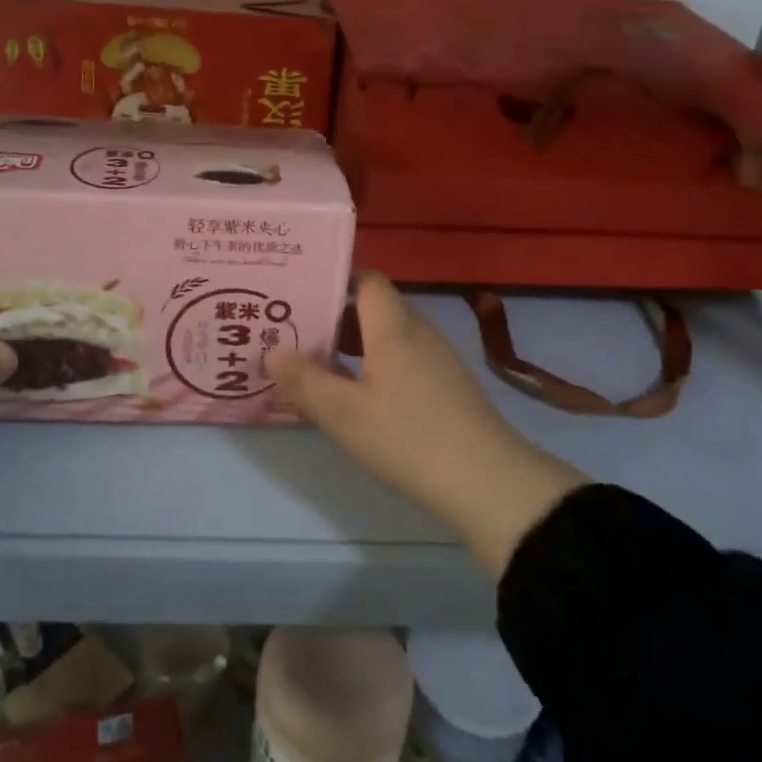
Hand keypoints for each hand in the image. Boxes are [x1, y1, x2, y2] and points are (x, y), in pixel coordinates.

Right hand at [266, 274, 588, 577]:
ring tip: (317, 360)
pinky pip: (405, 360)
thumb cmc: (409, 438)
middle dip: (337, 314)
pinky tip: (359, 394)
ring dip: (356, 343)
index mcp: (394, 328)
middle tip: (296, 328)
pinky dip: (377, 365)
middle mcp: (419, 333)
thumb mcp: (344, 414)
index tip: (302, 289)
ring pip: (390, 337)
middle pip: (376, 307)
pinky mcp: (449, 388)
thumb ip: (305, 380)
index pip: (369, 280)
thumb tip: (272, 350)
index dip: (338, 278)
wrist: (489, 483)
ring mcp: (439, 361)